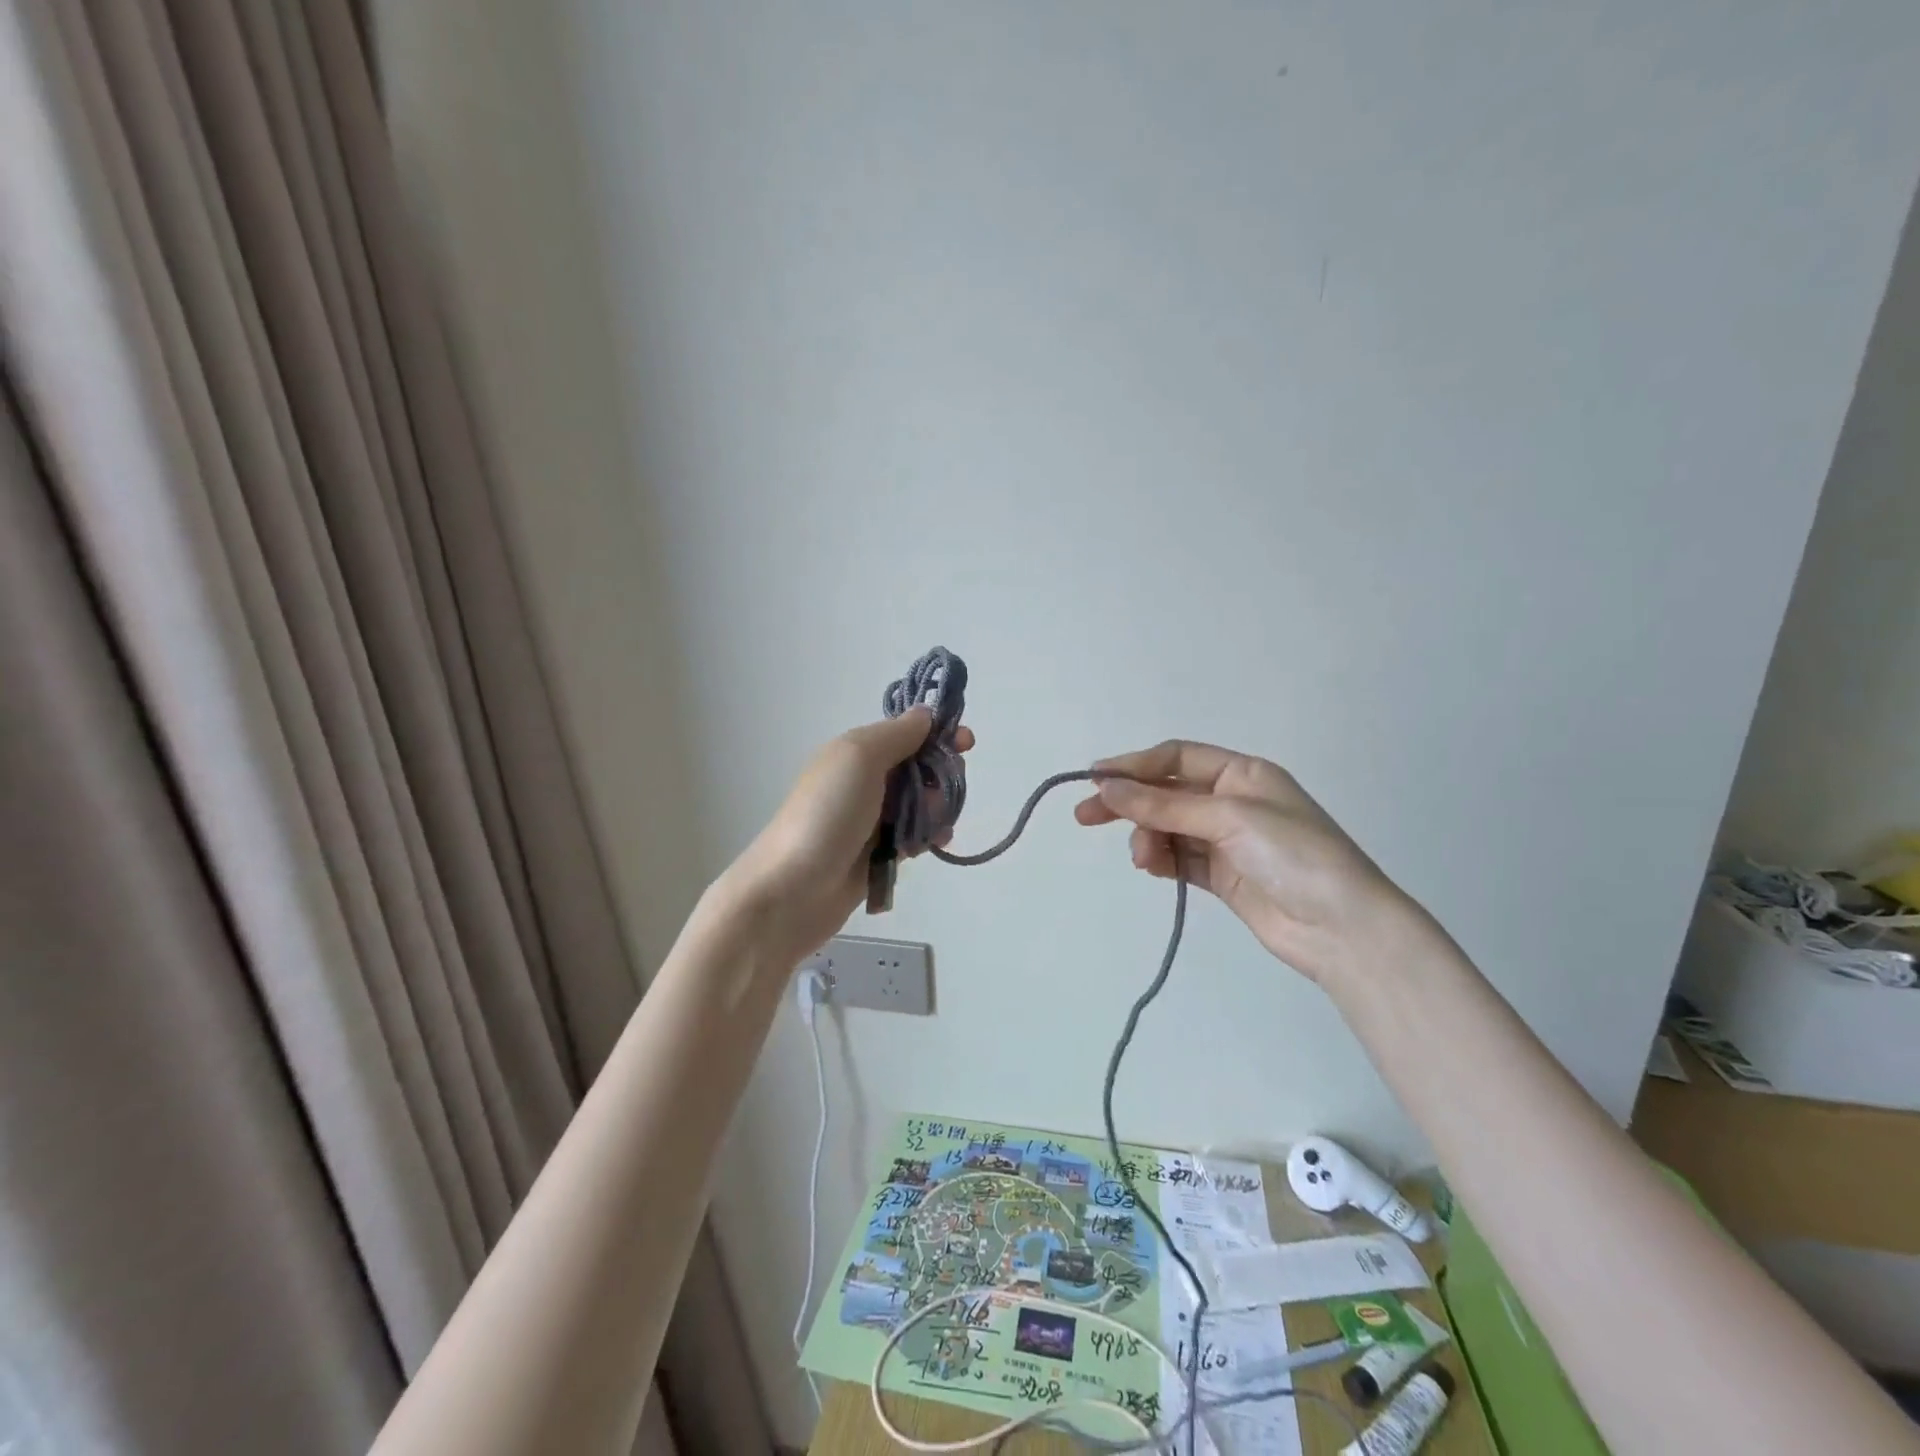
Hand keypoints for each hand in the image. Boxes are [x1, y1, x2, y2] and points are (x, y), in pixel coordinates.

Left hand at [726, 708, 974, 965]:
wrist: (790, 890)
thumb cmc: (827, 815)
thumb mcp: (859, 758)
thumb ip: (896, 734)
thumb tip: (925, 714)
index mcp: (857, 752)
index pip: (907, 733)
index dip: (938, 734)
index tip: (967, 743)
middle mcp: (865, 781)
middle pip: (919, 768)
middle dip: (941, 774)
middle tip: (944, 792)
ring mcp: (871, 820)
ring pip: (921, 804)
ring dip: (938, 809)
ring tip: (936, 826)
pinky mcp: (877, 854)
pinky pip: (914, 836)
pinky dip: (928, 837)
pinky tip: (934, 844)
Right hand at [1073, 740, 1425, 986]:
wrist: (1343, 929)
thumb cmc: (1293, 855)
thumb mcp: (1228, 818)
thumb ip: (1163, 804)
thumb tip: (1105, 786)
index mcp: (1242, 773)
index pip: (1176, 758)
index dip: (1134, 765)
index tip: (1094, 779)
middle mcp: (1233, 801)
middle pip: (1166, 792)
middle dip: (1128, 802)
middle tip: (1085, 816)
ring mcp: (1227, 840)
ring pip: (1168, 828)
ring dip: (1147, 837)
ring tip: (1142, 859)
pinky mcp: (1223, 875)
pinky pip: (1179, 858)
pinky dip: (1160, 859)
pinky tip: (1151, 866)